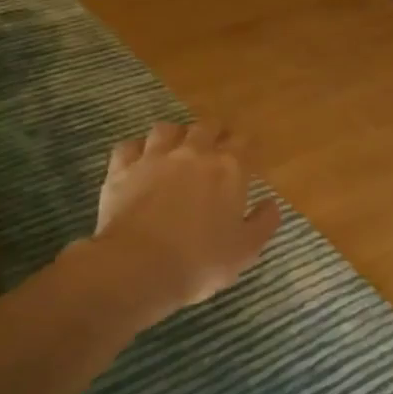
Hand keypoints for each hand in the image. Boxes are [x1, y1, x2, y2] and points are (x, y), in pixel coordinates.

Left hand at [84, 121, 281, 322]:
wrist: (138, 267)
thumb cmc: (200, 261)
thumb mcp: (246, 250)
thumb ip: (264, 222)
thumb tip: (271, 203)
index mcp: (228, 168)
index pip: (243, 142)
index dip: (247, 146)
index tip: (248, 156)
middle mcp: (192, 153)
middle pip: (207, 127)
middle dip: (215, 134)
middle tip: (217, 148)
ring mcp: (153, 157)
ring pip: (167, 129)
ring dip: (176, 135)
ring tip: (178, 149)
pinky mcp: (121, 169)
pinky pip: (130, 146)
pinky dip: (137, 149)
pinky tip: (140, 160)